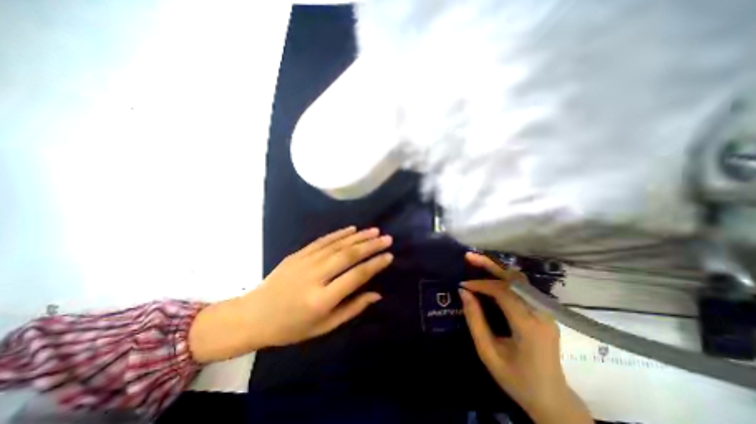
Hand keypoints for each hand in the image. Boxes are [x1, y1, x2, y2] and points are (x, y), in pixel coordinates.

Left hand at [189, 227, 391, 362]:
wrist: (253, 315)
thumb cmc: (291, 327)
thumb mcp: (324, 327)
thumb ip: (352, 308)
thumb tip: (376, 294)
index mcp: (321, 299)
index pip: (355, 277)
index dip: (374, 265)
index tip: (389, 256)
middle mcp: (315, 276)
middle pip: (348, 255)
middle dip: (370, 245)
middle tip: (387, 238)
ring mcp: (305, 261)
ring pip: (337, 244)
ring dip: (358, 236)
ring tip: (375, 230)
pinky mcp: (298, 254)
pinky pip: (323, 240)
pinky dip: (339, 233)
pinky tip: (352, 229)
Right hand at [462, 253, 589, 422]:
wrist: (552, 399)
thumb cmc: (516, 379)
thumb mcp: (488, 353)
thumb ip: (475, 321)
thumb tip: (463, 292)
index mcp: (528, 327)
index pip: (503, 293)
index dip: (481, 284)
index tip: (463, 284)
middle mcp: (541, 314)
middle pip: (515, 279)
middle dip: (490, 265)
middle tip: (469, 256)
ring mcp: (546, 312)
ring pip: (520, 280)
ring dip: (498, 269)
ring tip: (478, 263)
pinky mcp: (544, 312)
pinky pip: (523, 288)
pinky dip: (505, 279)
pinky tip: (492, 276)